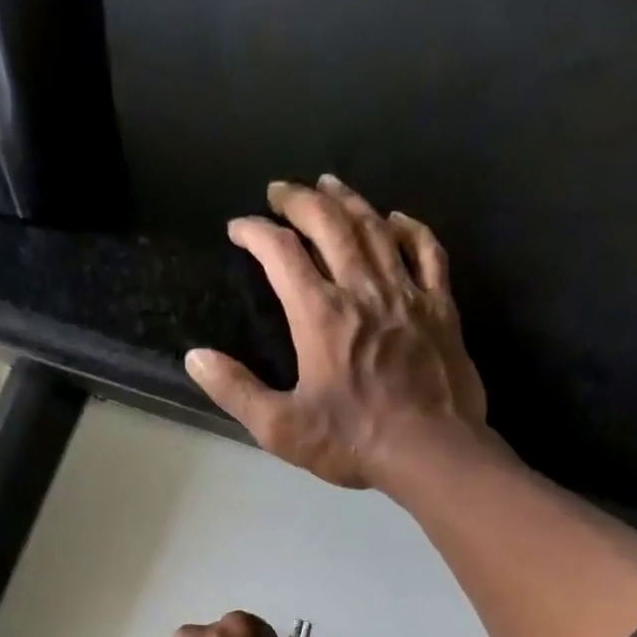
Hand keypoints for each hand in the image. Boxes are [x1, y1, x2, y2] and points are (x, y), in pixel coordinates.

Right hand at [185, 175, 488, 490]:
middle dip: (299, 200)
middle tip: (280, 191)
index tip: (238, 228)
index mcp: (320, 315)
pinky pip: (426, 251)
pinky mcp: (439, 307)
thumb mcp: (282, 429)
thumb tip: (196, 358)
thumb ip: (237, 391)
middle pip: (329, 224)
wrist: (430, 451)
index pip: (281, 253)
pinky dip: (410, 229)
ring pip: (375, 228)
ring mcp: (406, 294)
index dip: (255, 232)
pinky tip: (397, 219)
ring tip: (329, 185)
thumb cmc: (353, 442)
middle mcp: (362, 289)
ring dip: (348, 201)